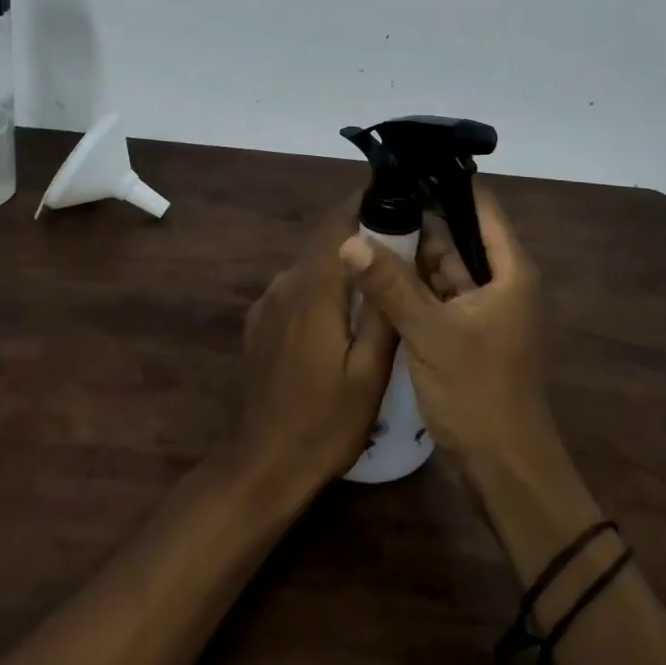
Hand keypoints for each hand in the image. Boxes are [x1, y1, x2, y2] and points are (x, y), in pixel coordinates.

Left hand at [227, 197, 398, 503]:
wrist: (260, 466)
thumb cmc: (323, 425)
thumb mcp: (370, 375)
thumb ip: (381, 310)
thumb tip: (391, 253)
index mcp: (314, 289)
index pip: (338, 222)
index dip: (366, 202)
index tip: (400, 198)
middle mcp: (286, 283)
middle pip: (327, 239)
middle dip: (363, 232)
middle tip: (405, 244)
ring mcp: (268, 302)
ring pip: (313, 263)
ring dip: (344, 262)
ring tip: (381, 279)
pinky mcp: (260, 322)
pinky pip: (298, 287)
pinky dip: (324, 286)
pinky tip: (343, 314)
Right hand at [340, 185, 554, 477]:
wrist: (505, 473)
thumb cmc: (478, 393)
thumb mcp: (430, 333)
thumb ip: (389, 285)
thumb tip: (349, 241)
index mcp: (509, 270)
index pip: (480, 206)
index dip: (445, 185)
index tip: (404, 169)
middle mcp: (500, 282)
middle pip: (458, 236)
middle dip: (417, 221)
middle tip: (371, 201)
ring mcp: (483, 310)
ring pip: (444, 268)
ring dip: (410, 256)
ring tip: (365, 230)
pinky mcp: (466, 334)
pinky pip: (437, 297)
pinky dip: (412, 287)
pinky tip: (376, 275)